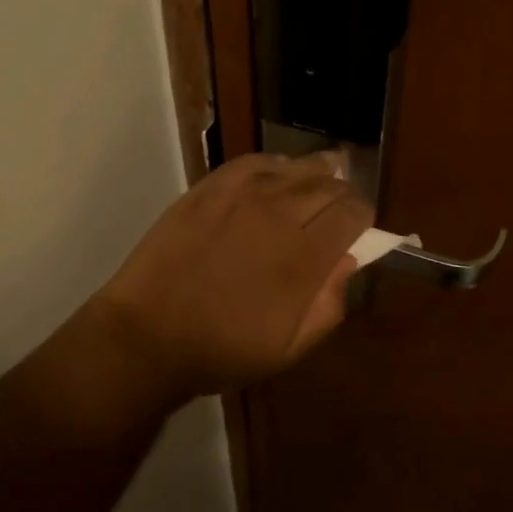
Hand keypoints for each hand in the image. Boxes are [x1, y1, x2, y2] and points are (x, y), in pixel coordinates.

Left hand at [87, 152, 373, 401]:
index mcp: (304, 256)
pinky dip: (274, 165)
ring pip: (295, 167)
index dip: (363, 217)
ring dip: (315, 173)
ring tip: (318, 181)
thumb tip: (349, 260)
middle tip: (338, 209)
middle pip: (328, 184)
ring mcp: (241, 195)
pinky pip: (253, 162)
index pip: (352, 213)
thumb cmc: (222, 350)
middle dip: (342, 195)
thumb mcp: (289, 349)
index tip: (359, 228)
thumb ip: (329, 304)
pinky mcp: (209, 187)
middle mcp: (279, 214)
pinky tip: (276, 175)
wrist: (148, 335)